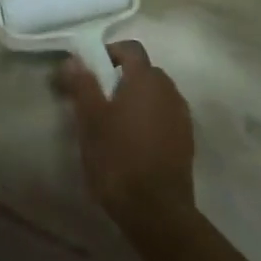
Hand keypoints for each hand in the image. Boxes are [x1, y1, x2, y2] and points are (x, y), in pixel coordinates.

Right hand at [59, 40, 195, 239]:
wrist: (157, 211)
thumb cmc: (118, 159)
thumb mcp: (90, 120)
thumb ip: (82, 84)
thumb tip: (74, 58)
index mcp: (146, 79)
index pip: (130, 49)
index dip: (110, 53)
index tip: (91, 71)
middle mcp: (169, 90)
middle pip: (145, 71)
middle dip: (123, 78)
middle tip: (99, 100)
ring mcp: (181, 116)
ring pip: (156, 95)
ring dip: (138, 100)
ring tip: (116, 124)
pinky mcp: (187, 141)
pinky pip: (165, 117)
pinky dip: (150, 120)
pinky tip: (135, 143)